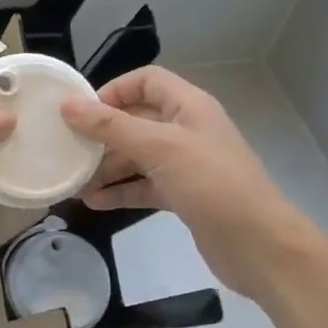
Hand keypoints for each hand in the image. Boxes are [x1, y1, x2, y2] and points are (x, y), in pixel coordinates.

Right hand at [61, 66, 319, 306]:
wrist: (259, 246)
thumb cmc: (212, 184)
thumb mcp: (159, 148)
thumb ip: (111, 126)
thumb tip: (68, 105)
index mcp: (189, 107)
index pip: (147, 81)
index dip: (114, 90)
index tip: (83, 112)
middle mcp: (187, 130)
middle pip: (137, 120)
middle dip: (103, 134)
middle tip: (69, 148)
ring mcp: (186, 164)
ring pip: (138, 156)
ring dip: (107, 166)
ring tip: (75, 181)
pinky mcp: (183, 195)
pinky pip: (144, 185)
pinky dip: (120, 191)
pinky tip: (93, 202)